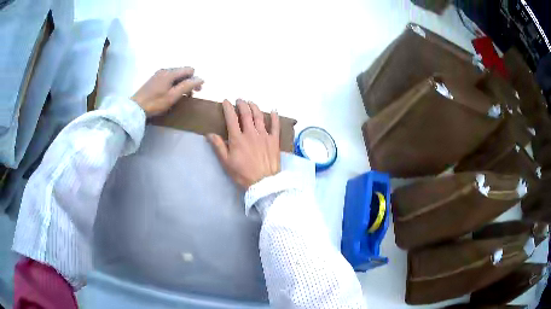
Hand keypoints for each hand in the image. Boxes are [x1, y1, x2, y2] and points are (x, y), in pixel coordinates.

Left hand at [131, 67, 203, 116]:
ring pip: (175, 76)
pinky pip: (168, 79)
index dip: (195, 79)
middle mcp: (165, 70)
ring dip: (181, 84)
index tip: (196, 92)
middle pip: (182, 72)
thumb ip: (187, 86)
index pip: (189, 70)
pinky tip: (170, 94)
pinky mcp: (154, 80)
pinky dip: (173, 85)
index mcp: (170, 72)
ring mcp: (158, 74)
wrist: (135, 108)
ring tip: (180, 96)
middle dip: (188, 82)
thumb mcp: (173, 96)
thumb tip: (201, 78)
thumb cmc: (155, 103)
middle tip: (189, 96)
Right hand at [208, 99, 280, 188]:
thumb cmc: (242, 174)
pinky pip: (275, 126)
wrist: (263, 182)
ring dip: (255, 107)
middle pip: (246, 114)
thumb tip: (209, 134)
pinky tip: (273, 110)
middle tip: (239, 100)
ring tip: (251, 102)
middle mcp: (251, 133)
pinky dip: (275, 117)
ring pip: (259, 117)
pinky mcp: (274, 140)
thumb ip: (218, 146)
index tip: (225, 101)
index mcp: (237, 138)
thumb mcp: (226, 162)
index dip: (228, 108)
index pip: (231, 118)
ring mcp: (264, 135)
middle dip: (242, 104)